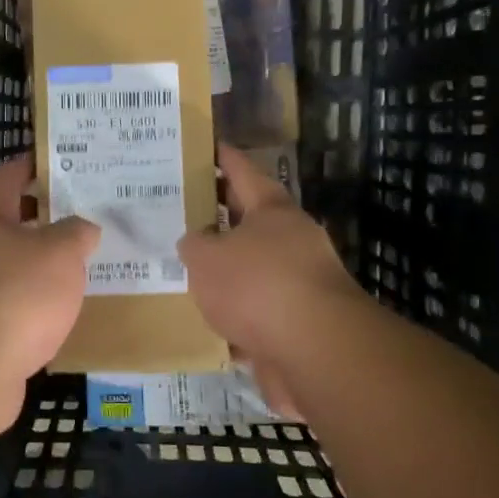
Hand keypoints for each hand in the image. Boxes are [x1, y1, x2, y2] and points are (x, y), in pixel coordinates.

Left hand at [0, 156, 98, 427]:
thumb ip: (77, 233)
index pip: (7, 178)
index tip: (54, 159)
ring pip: (12, 264)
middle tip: (82, 213)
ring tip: (81, 262)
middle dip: (43, 216)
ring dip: (40, 261)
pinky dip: (36, 299)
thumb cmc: (17, 294)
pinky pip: (14, 301)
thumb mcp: (61, 253)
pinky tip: (62, 308)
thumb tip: (83, 228)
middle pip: (9, 222)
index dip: (29, 165)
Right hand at [177, 144, 367, 366]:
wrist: (316, 351)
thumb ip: (194, 246)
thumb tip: (196, 243)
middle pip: (250, 220)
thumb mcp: (207, 258)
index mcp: (272, 210)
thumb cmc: (258, 286)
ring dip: (227, 270)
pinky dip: (236, 314)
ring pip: (254, 268)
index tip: (206, 146)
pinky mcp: (299, 324)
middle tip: (182, 211)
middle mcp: (292, 240)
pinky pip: (258, 310)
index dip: (223, 157)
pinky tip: (208, 322)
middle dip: (218, 216)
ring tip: (187, 270)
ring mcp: (300, 283)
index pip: (243, 171)